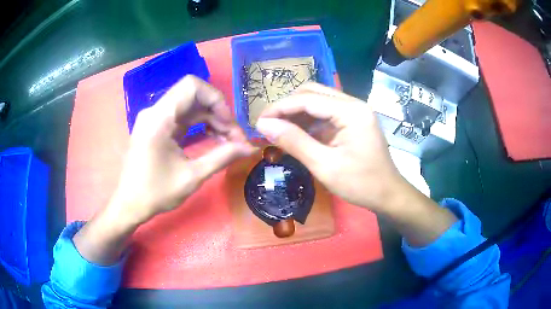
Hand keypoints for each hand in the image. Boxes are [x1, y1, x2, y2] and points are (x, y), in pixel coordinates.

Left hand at [113, 75, 255, 223]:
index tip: (229, 124)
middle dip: (218, 112)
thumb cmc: (156, 193)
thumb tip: (251, 148)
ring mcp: (155, 118)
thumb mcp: (192, 177)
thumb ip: (223, 157)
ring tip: (228, 141)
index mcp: (159, 119)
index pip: (192, 86)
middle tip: (234, 138)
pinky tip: (213, 139)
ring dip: (211, 119)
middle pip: (194, 95)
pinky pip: (182, 117)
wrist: (129, 205)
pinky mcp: (156, 127)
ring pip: (190, 106)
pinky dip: (200, 125)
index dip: (216, 99)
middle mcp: (155, 111)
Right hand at [255, 83, 404, 210]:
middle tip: (268, 124)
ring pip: (318, 101)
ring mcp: (355, 111)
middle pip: (313, 92)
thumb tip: (263, 125)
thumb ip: (293, 141)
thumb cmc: (360, 184)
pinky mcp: (353, 120)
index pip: (307, 99)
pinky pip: (326, 113)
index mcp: (351, 111)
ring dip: (297, 112)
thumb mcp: (324, 165)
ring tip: (278, 129)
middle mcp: (354, 103)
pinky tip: (296, 133)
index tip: (259, 121)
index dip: (280, 107)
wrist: (388, 195)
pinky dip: (308, 121)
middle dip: (287, 106)